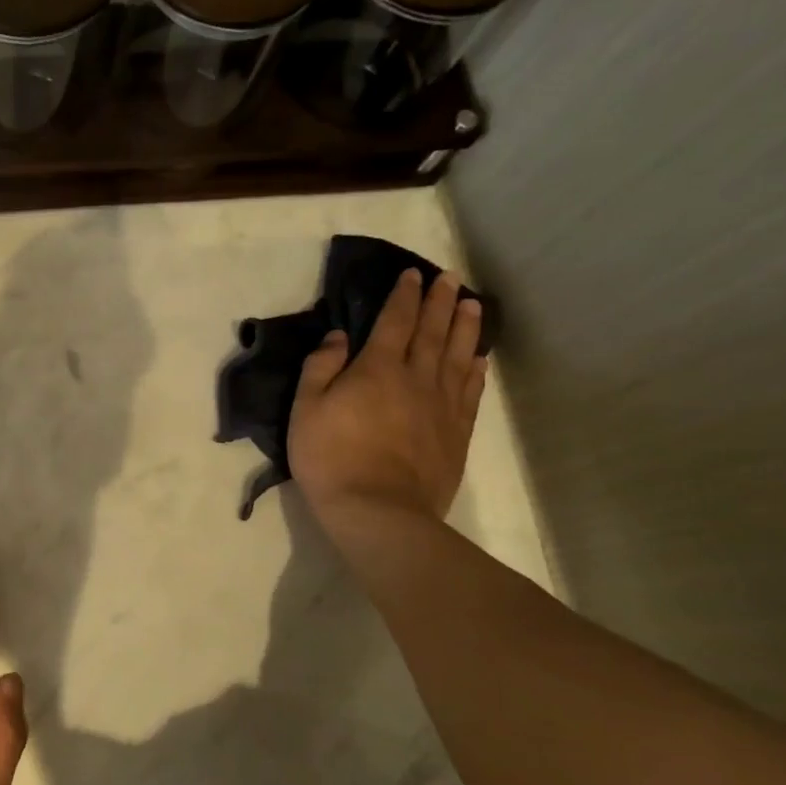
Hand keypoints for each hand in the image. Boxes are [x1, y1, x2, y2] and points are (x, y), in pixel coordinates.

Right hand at [287, 269, 487, 532]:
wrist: (377, 510)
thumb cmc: (331, 457)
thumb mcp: (306, 409)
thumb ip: (320, 367)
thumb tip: (337, 335)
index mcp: (377, 368)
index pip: (395, 321)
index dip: (404, 295)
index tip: (412, 274)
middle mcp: (416, 378)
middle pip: (433, 331)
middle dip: (441, 301)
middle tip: (451, 278)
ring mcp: (442, 405)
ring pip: (458, 355)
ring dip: (465, 327)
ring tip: (473, 304)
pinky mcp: (457, 432)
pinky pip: (470, 391)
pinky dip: (476, 369)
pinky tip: (479, 358)